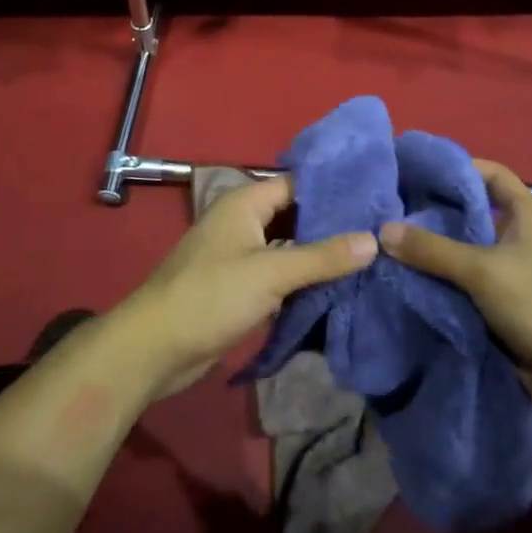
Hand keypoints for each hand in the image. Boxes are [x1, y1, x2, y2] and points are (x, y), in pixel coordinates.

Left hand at [111, 175, 377, 401]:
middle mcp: (242, 221)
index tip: (374, 200)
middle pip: (294, 215)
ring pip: (286, 246)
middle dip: (330, 225)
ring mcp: (238, 254)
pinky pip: (276, 273)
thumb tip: (373, 239)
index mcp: (245, 202)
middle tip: (377, 232)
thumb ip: (322, 257)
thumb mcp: (271, 273)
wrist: (154, 348)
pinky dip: (300, 278)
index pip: (297, 184)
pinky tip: (334, 288)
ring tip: (365, 259)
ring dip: (317, 254)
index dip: (334, 191)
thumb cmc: (211, 296)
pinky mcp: (237, 286)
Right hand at [379, 160, 531, 435]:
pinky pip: (465, 289)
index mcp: (526, 213)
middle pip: (469, 216)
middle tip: (387, 211)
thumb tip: (383, 230)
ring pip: (464, 255)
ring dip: (432, 255)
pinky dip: (441, 286)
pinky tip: (405, 283)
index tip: (413, 170)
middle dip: (432, 215)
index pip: (488, 174)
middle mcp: (518, 237)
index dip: (455, 167)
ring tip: (385, 245)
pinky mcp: (503, 309)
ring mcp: (511, 274)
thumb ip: (433, 250)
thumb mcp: (485, 270)